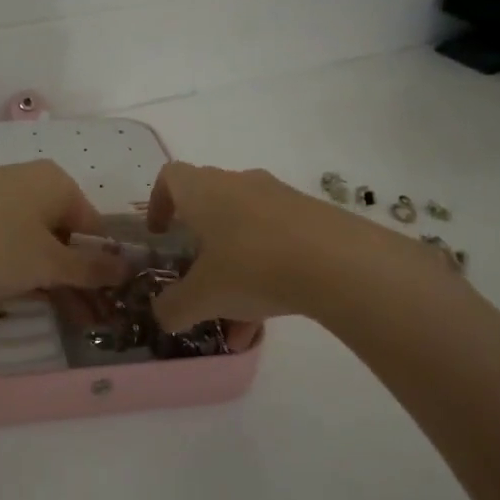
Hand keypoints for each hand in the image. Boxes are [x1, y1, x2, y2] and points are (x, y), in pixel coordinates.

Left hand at [0, 160, 127, 305]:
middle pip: (63, 231)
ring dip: (48, 274)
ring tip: (51, 310)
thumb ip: (91, 268)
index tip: (101, 301)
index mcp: (56, 181)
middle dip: (74, 274)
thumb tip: (128, 268)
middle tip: (81, 314)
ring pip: (34, 238)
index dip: (100, 264)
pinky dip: (17, 264)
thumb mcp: (49, 264)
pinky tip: (13, 289)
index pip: (93, 225)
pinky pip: (6, 239)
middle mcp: (28, 178)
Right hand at [145, 162, 343, 331]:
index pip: (171, 177)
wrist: (339, 262)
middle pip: (209, 206)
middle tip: (197, 279)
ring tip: (238, 321)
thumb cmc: (252, 267)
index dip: (159, 203)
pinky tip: (272, 316)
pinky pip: (276, 242)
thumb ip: (174, 307)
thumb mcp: (202, 297)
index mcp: (203, 192)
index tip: (161, 234)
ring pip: (245, 231)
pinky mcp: (312, 217)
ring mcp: (279, 198)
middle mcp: (239, 184)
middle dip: (200, 246)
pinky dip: (266, 274)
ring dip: (235, 270)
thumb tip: (162, 315)